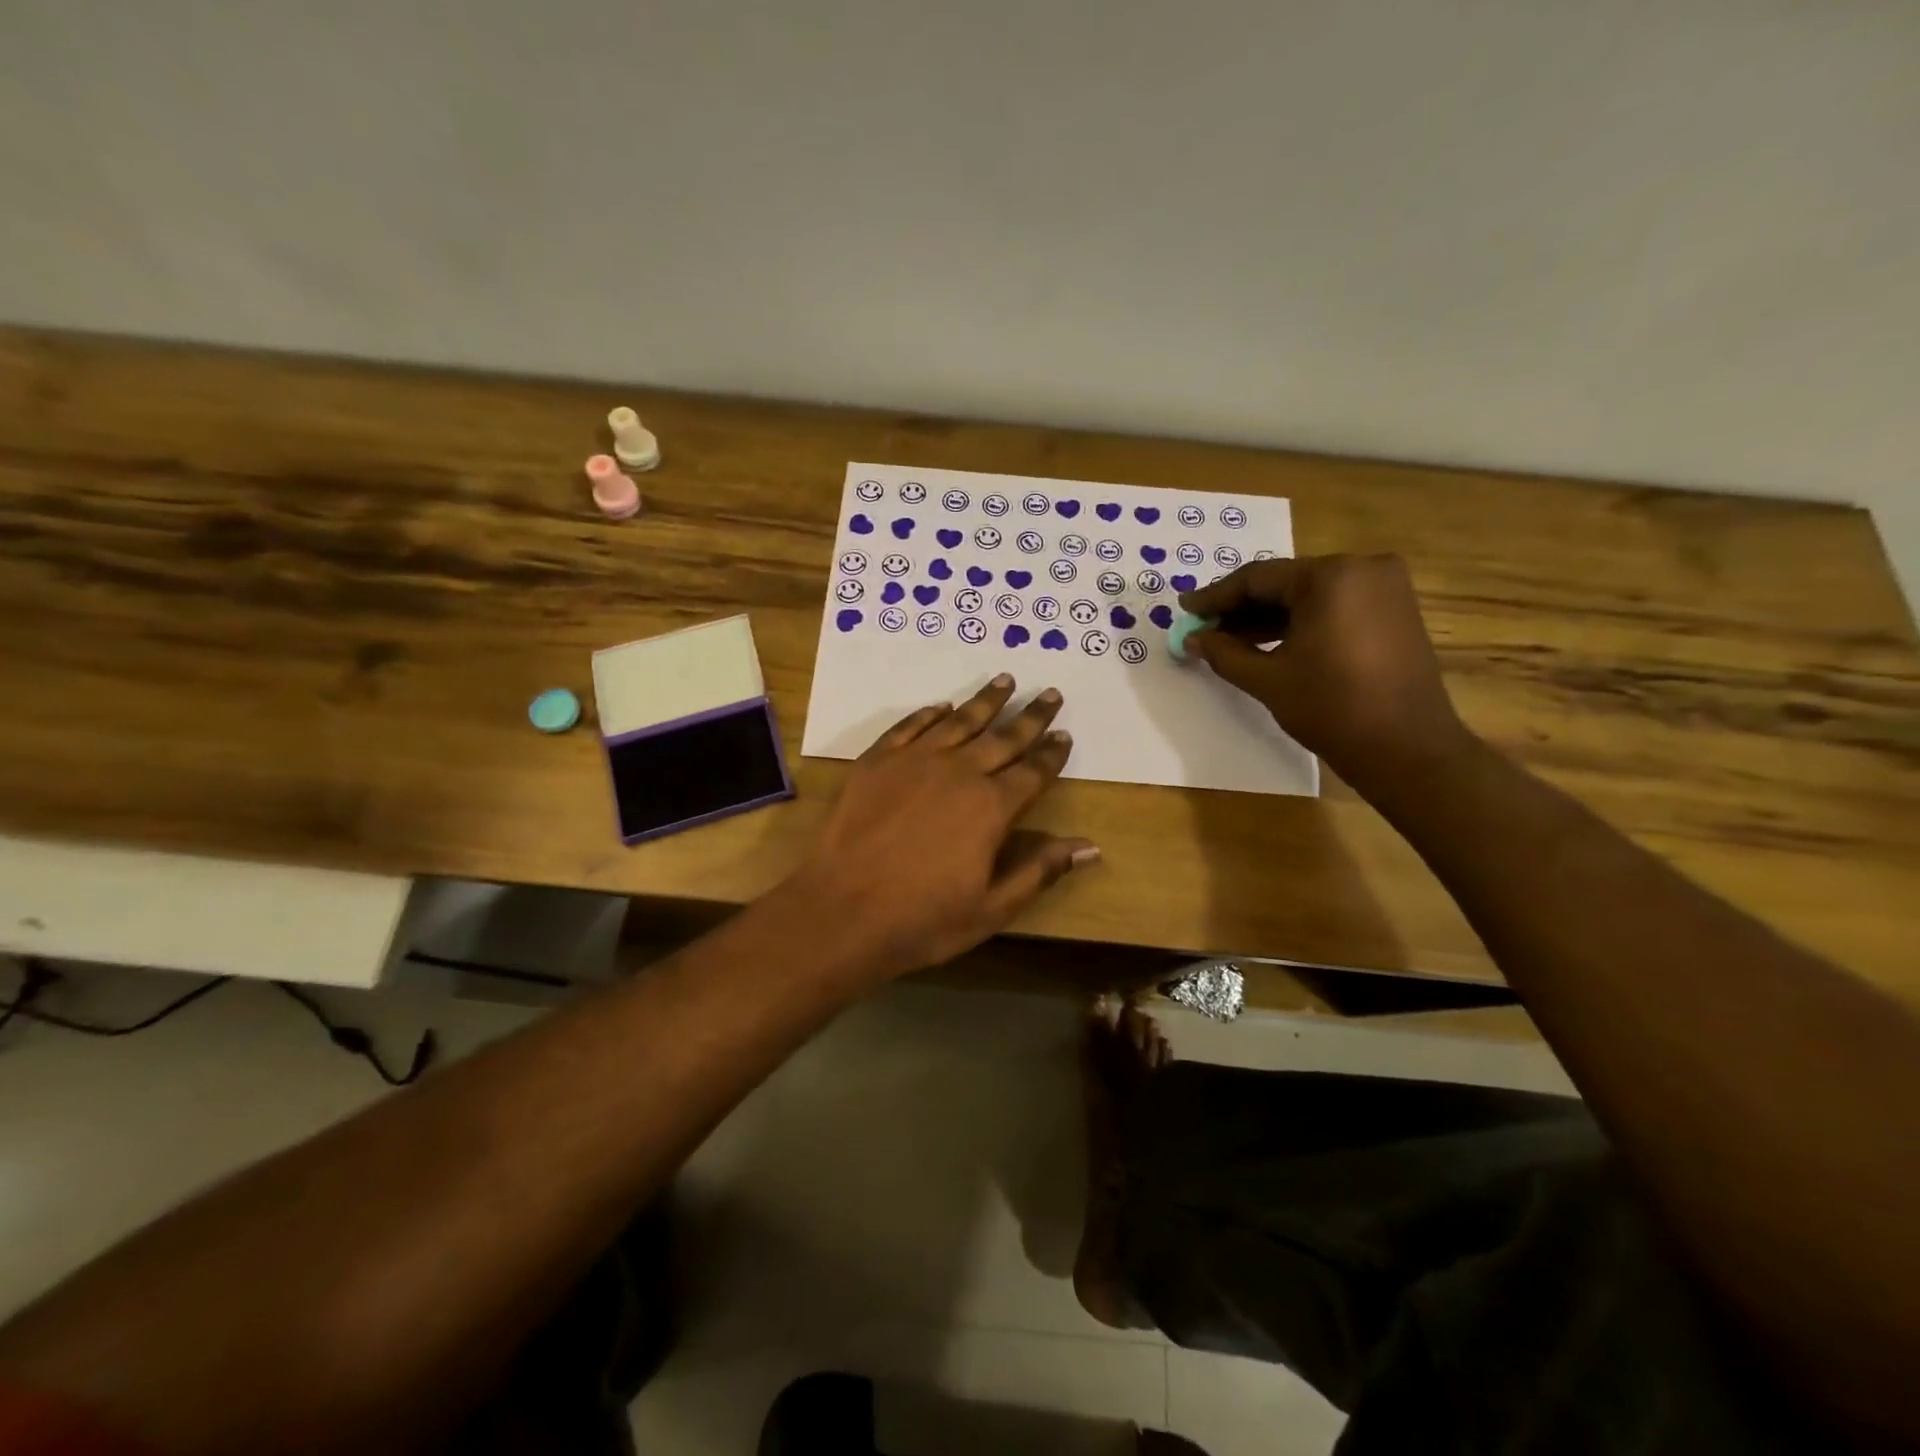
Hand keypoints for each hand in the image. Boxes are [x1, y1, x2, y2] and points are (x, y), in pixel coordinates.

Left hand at [788, 675, 1098, 980]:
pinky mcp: (877, 760)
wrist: (841, 911)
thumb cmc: (922, 919)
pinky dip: (930, 713)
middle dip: (1030, 716)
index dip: (1051, 755)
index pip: (1033, 772)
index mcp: (992, 807)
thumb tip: (1090, 847)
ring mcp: (914, 761)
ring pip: (960, 721)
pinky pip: (911, 726)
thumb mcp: (992, 908)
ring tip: (1005, 680)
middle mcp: (959, 772)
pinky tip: (942, 706)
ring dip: (985, 701)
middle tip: (1050, 694)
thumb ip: (1040, 870)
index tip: (1064, 736)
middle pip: (1004, 737)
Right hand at [1180, 554, 1476, 796]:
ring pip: (1308, 595)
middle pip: (1284, 583)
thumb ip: (1224, 653)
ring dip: (1268, 617)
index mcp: (1332, 576)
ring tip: (1227, 641)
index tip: (1185, 609)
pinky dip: (1299, 623)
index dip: (1215, 596)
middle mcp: (1363, 568)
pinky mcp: (1393, 610)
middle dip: (1241, 608)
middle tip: (1203, 628)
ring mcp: (1384, 588)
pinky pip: (1333, 607)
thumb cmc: (1332, 708)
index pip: (1258, 578)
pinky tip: (1267, 644)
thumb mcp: (1268, 680)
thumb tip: (1192, 638)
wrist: (1407, 749)